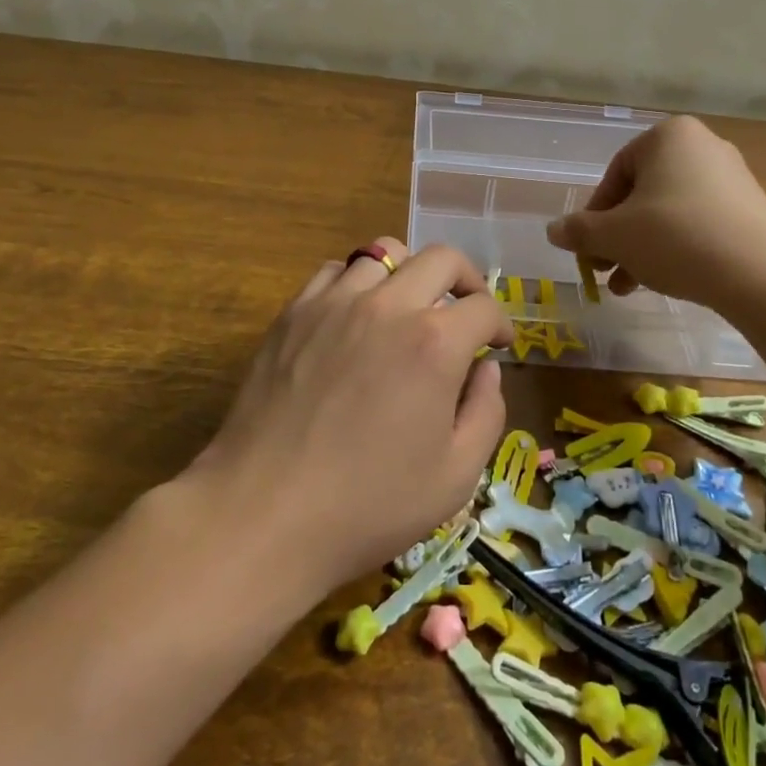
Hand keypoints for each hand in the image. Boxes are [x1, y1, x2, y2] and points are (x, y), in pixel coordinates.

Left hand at [185, 238, 511, 592]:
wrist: (264, 513)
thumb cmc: (368, 505)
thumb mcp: (455, 476)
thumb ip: (486, 412)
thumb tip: (486, 369)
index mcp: (434, 343)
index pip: (484, 307)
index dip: (501, 323)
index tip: (498, 344)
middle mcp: (387, 306)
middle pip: (441, 259)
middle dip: (467, 279)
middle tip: (466, 311)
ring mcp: (335, 302)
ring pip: (385, 253)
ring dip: (409, 275)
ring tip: (408, 308)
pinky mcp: (294, 312)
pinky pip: (334, 271)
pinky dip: (356, 282)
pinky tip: (355, 315)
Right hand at [546, 116, 765, 312]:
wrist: (761, 274)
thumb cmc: (675, 237)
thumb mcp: (614, 235)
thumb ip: (579, 230)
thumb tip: (553, 231)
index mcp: (669, 136)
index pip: (616, 173)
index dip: (595, 215)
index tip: (588, 248)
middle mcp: (703, 147)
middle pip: (642, 194)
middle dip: (618, 236)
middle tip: (604, 270)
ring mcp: (732, 178)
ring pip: (669, 213)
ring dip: (641, 249)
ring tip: (627, 288)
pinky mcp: (751, 210)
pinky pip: (699, 224)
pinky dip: (676, 248)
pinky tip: (664, 282)